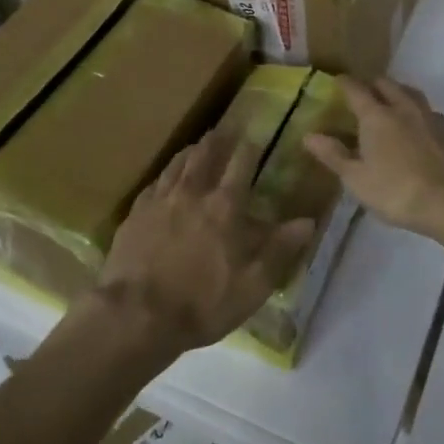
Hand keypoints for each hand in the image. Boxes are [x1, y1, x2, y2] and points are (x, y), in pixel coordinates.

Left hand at [93, 127, 315, 358]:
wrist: (136, 315)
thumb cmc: (201, 303)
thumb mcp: (252, 285)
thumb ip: (279, 250)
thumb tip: (308, 222)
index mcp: (224, 206)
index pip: (241, 164)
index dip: (250, 147)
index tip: (255, 135)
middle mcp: (192, 193)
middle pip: (205, 155)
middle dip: (217, 139)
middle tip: (224, 128)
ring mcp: (160, 201)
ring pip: (177, 164)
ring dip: (190, 151)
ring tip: (197, 144)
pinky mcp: (135, 214)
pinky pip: (154, 183)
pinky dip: (165, 174)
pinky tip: (165, 178)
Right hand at [304, 78, 443, 244]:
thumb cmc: (397, 192)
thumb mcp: (357, 179)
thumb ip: (333, 155)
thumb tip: (309, 135)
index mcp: (376, 116)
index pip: (356, 90)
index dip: (344, 83)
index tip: (336, 81)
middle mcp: (402, 107)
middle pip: (385, 84)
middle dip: (371, 84)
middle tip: (362, 93)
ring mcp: (429, 116)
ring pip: (409, 92)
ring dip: (396, 92)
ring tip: (389, 102)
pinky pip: (427, 110)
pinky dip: (415, 110)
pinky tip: (415, 124)